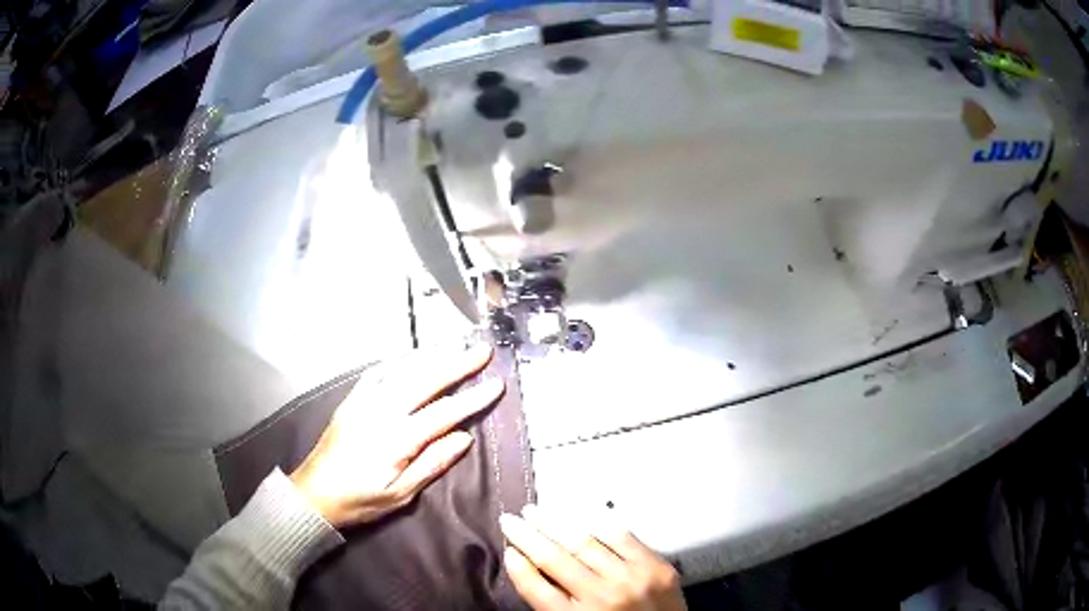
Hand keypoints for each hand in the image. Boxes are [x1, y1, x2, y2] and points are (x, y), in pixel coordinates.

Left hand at [290, 344, 501, 527]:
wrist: (313, 494)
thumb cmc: (360, 501)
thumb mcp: (400, 495)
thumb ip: (432, 464)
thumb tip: (464, 438)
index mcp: (397, 440)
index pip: (444, 413)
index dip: (472, 398)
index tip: (496, 384)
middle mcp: (381, 412)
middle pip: (425, 381)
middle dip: (457, 364)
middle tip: (482, 351)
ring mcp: (363, 402)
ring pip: (402, 371)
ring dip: (432, 357)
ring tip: (455, 347)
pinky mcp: (351, 400)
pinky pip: (376, 372)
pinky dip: (398, 361)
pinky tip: (412, 357)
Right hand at [501, 506, 685, 610]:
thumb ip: (554, 604)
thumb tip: (528, 568)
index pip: (536, 587)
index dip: (518, 567)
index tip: (507, 550)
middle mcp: (602, 597)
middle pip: (555, 559)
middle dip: (527, 536)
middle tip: (509, 519)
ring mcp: (632, 579)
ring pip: (585, 542)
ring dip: (555, 523)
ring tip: (535, 511)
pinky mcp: (657, 566)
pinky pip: (622, 537)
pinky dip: (598, 524)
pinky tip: (580, 515)